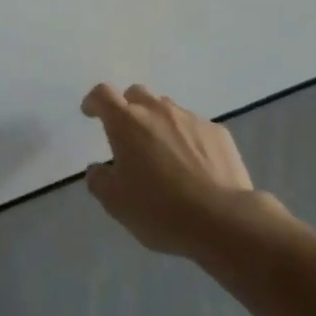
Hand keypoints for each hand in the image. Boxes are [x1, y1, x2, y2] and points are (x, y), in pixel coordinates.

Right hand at [81, 83, 262, 258]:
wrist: (224, 221)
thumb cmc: (161, 210)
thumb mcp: (116, 204)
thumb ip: (99, 181)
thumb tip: (98, 169)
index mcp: (126, 123)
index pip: (103, 95)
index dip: (94, 101)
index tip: (91, 112)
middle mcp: (158, 111)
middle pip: (137, 94)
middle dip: (128, 107)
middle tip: (128, 134)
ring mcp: (191, 119)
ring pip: (167, 109)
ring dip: (159, 123)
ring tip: (163, 152)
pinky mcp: (218, 133)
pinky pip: (195, 127)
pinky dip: (187, 138)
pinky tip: (194, 166)